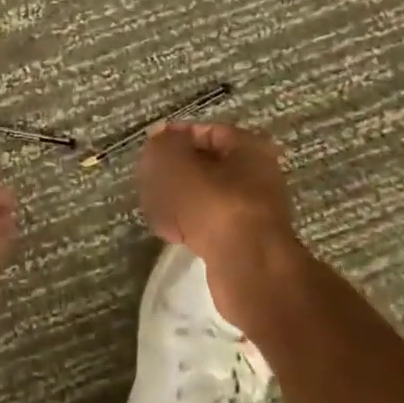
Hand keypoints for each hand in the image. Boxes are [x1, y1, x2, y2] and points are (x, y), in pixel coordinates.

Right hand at [135, 122, 304, 324]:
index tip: (150, 148)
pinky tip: (167, 231)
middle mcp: (255, 176)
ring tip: (153, 206)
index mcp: (249, 149)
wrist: (250, 270)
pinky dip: (186, 224)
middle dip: (172, 172)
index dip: (175, 137)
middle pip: (204, 166)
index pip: (206, 132)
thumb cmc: (216, 205)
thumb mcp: (179, 164)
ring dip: (176, 199)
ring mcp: (249, 211)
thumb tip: (157, 139)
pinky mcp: (240, 241)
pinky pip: (207, 224)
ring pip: (203, 196)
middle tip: (148, 178)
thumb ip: (163, 146)